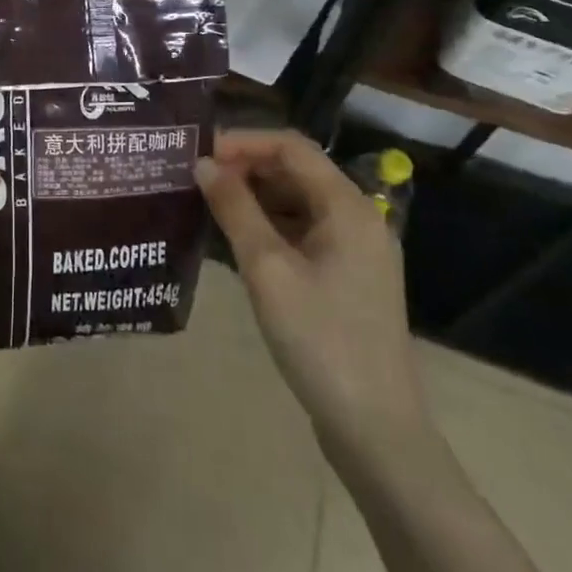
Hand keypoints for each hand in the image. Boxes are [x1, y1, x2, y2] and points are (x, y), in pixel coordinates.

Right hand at [196, 129, 429, 467]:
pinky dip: (269, 226)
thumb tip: (203, 164)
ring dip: (254, 196)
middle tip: (195, 178)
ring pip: (298, 202)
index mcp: (347, 206)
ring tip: (207, 204)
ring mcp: (355, 250)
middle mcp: (357, 218)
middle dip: (245, 168)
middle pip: (296, 171)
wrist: (376, 429)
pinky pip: (303, 232)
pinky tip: (236, 240)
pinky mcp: (346, 277)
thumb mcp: (267, 270)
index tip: (198, 153)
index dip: (242, 142)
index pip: (290, 147)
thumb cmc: (320, 340)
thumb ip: (234, 209)